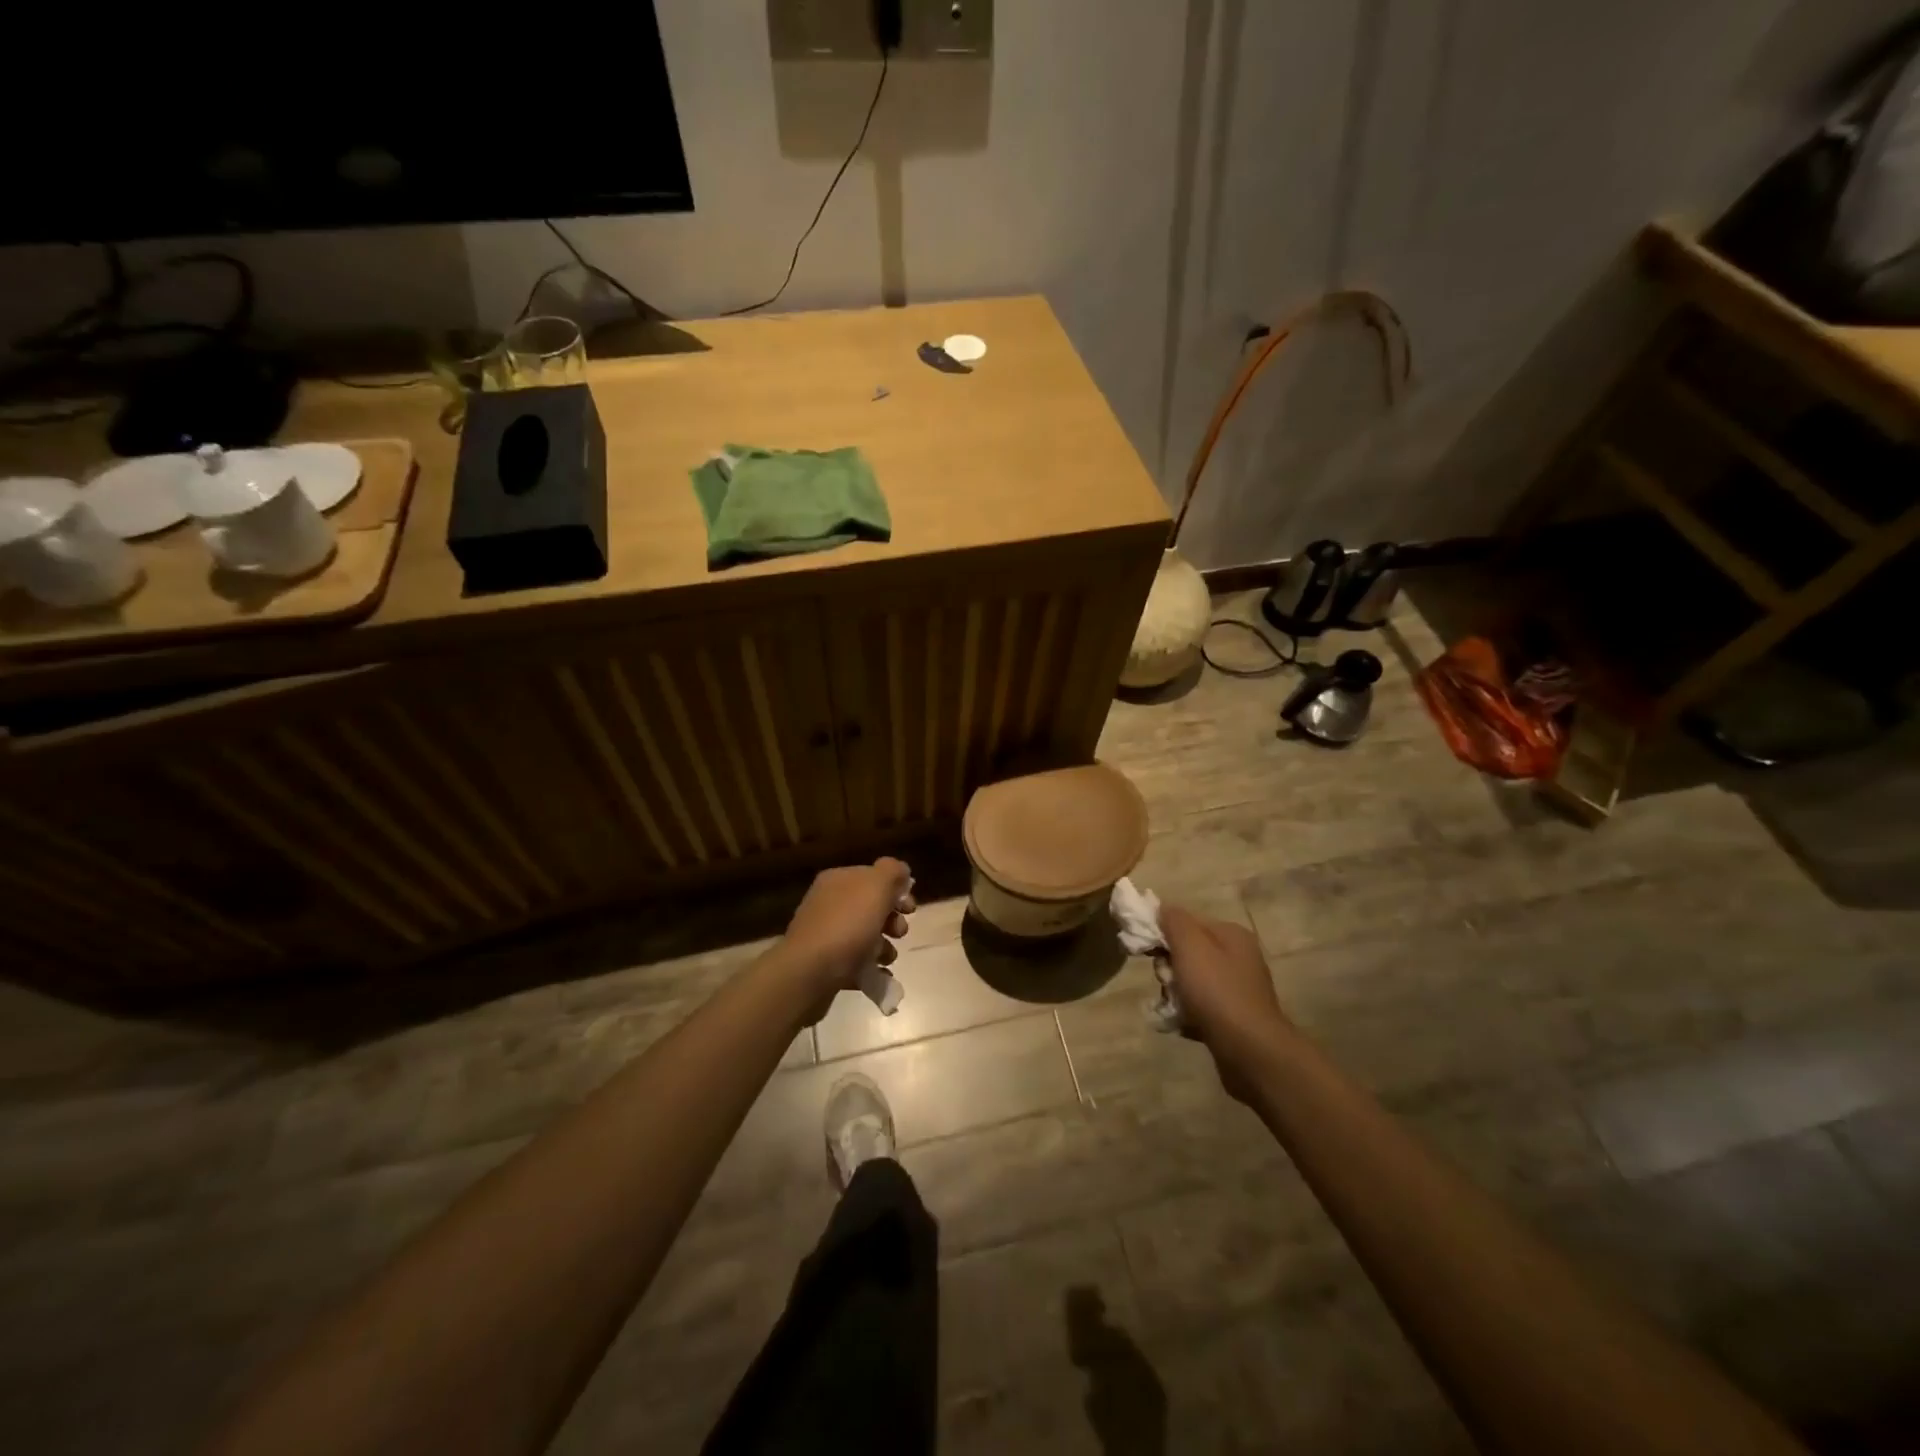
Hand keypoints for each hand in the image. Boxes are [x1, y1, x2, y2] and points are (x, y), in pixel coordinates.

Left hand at [782, 857, 914, 1008]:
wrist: (809, 973)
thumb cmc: (846, 925)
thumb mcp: (876, 886)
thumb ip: (892, 871)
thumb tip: (900, 871)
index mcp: (838, 880)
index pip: (873, 876)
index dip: (896, 890)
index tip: (910, 908)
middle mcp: (828, 903)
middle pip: (871, 907)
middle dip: (892, 921)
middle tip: (899, 933)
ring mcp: (824, 934)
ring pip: (865, 936)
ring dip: (884, 947)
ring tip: (886, 958)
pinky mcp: (823, 964)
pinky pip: (855, 962)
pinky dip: (870, 968)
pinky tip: (879, 975)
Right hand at [1160, 905, 1288, 1100]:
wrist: (1249, 1051)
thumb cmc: (1217, 991)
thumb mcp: (1190, 946)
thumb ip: (1174, 921)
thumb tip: (1162, 908)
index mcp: (1231, 935)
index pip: (1187, 922)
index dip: (1163, 933)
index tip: (1147, 952)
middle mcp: (1238, 958)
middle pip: (1187, 952)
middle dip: (1168, 967)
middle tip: (1167, 982)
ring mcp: (1237, 989)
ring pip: (1190, 982)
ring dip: (1175, 993)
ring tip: (1175, 1008)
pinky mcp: (1233, 1018)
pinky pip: (1200, 1007)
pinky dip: (1188, 1013)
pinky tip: (1183, 1024)